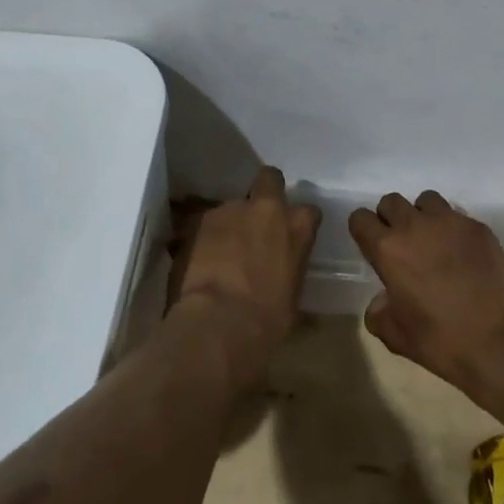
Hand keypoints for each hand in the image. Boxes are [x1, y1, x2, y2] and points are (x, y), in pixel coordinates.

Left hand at [168, 166, 320, 389]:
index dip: (298, 222)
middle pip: (269, 179)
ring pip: (230, 206)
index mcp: (297, 227)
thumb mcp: (291, 296)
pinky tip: (196, 259)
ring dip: (228, 223)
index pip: (308, 211)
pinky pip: (201, 222)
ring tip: (217, 252)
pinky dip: (201, 236)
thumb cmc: (266, 320)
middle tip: (255, 221)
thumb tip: (280, 274)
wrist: (218, 323)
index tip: (291, 236)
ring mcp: (228, 210)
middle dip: (264, 192)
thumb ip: (288, 269)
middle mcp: (265, 208)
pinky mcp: (195, 219)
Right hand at [350, 191, 503, 399]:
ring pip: (426, 200)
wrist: (503, 343)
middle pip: (391, 202)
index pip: (360, 218)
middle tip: (402, 245)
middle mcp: (415, 226)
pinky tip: (462, 253)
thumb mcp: (397, 337)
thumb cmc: (443, 342)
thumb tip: (382, 300)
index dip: (363, 231)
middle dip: (391, 219)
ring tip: (433, 241)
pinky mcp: (480, 228)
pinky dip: (452, 228)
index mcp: (388, 250)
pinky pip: (457, 215)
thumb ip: (379, 313)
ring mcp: (451, 223)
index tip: (372, 247)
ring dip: (422, 216)